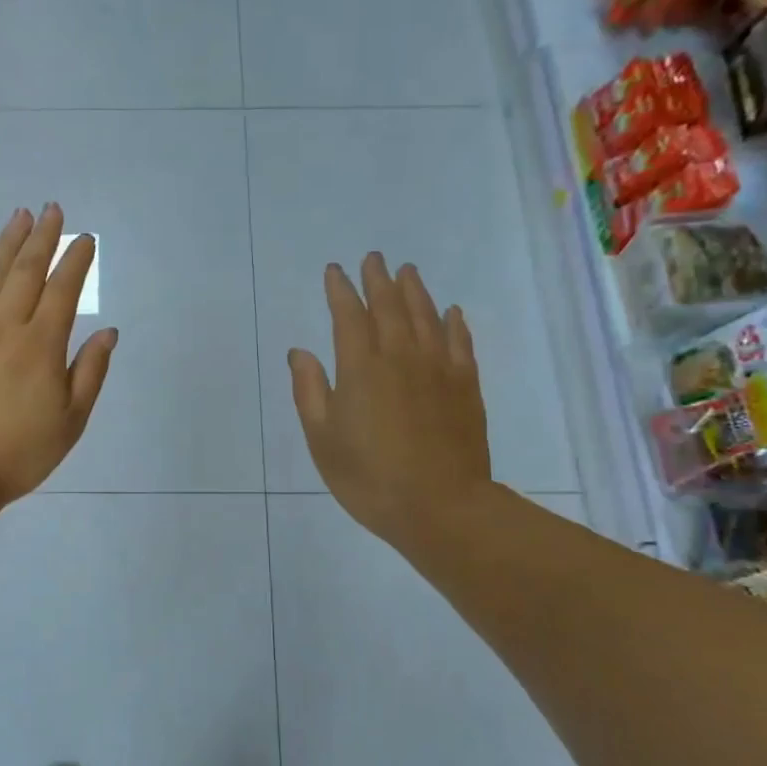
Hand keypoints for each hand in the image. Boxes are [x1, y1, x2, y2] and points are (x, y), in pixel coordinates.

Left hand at [0, 204, 117, 505]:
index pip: (63, 290)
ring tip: (20, 217)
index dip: (76, 261)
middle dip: (42, 238)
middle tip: (52, 210)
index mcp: (41, 345)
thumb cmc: (19, 452)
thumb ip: (90, 372)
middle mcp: (4, 325)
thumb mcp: (71, 421)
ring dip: (6, 242)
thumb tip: (108, 331)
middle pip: (26, 271)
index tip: (86, 239)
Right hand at [288, 253, 491, 552]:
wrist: (440, 507)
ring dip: (415, 290)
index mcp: (360, 368)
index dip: (340, 290)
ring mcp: (438, 369)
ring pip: (426, 316)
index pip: (348, 316)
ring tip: (408, 271)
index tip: (334, 271)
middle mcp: (400, 357)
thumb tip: (300, 352)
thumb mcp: (323, 440)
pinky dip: (454, 323)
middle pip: (389, 306)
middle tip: (373, 258)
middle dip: (378, 279)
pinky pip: (460, 343)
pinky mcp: (466, 386)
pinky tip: (451, 312)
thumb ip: (310, 391)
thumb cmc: (369, 478)